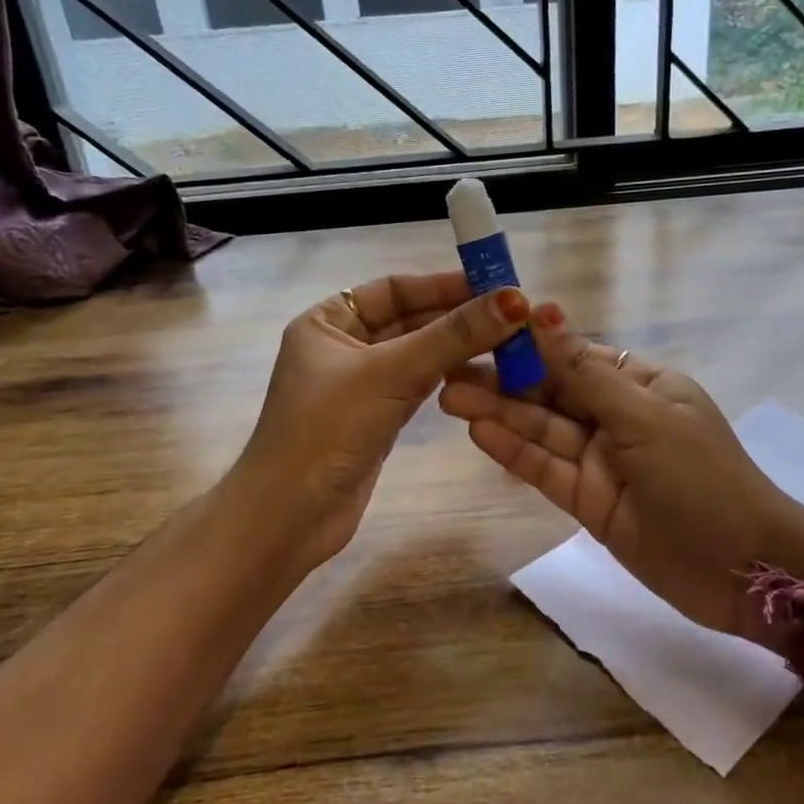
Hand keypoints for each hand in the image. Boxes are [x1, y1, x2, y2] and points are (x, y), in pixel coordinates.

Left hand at [223, 271, 529, 573]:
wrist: (289, 518)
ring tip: (510, 341)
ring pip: (418, 353)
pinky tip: (483, 372)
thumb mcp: (391, 373)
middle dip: (458, 317)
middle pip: (410, 319)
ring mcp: (360, 384)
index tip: (496, 285)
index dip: (445, 284)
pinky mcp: (377, 417)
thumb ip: (453, 335)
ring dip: (458, 347)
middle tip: (514, 316)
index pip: (395, 288)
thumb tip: (515, 300)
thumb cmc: (328, 430)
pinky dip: (448, 377)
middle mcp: (343, 345)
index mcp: (328, 320)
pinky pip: (419, 385)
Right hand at [437, 304, 803, 638]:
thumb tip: (546, 313)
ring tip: (449, 396)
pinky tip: (478, 433)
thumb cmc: (702, 478)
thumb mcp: (644, 417)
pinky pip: (546, 470)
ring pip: (543, 431)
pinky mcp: (589, 502)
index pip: (575, 356)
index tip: (483, 330)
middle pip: (552, 393)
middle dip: (504, 382)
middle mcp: (618, 417)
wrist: (744, 569)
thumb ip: (586, 373)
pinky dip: (514, 452)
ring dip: (499, 414)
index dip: (530, 344)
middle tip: (448, 369)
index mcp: (642, 384)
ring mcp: (602, 461)